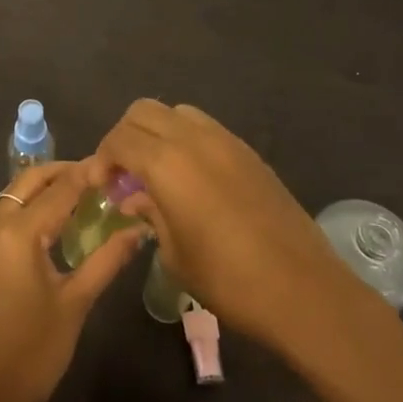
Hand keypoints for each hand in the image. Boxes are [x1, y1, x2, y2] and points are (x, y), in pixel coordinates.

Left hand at [0, 159, 145, 401]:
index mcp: (18, 233)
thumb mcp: (75, 304)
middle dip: (61, 173)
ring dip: (43, 189)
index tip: (115, 164)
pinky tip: (54, 226)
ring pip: (13, 197)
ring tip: (82, 196)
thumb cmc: (32, 353)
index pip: (59, 189)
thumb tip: (138, 230)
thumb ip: (106, 260)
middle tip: (98, 177)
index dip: (88, 175)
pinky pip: (5, 217)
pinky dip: (29, 208)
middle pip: (28, 182)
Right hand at [96, 99, 385, 358]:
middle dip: (124, 136)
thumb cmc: (229, 280)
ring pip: (176, 112)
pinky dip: (184, 139)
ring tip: (154, 171)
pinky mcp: (248, 151)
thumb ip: (150, 214)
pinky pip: (204, 127)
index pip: (120, 139)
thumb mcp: (175, 253)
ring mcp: (225, 140)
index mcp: (168, 163)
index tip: (98, 185)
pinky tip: (188, 177)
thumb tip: (135, 198)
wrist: (304, 289)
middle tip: (121, 173)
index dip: (101, 159)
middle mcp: (194, 138)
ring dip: (155, 133)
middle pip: (144, 112)